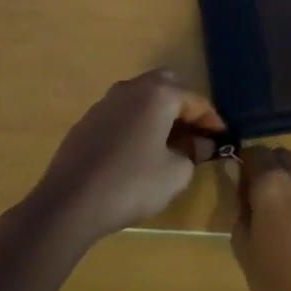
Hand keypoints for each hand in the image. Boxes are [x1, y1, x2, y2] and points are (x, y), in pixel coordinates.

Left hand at [31, 71, 225, 243]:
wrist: (68, 203)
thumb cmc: (131, 184)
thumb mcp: (176, 174)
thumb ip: (193, 154)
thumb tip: (197, 145)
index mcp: (158, 94)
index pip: (195, 100)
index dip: (212, 120)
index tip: (222, 137)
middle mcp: (131, 88)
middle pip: (166, 87)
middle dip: (182, 107)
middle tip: (192, 134)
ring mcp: (105, 102)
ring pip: (141, 99)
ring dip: (157, 115)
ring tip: (165, 145)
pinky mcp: (86, 121)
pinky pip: (121, 115)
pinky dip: (135, 126)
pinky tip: (135, 154)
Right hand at [231, 146, 290, 290]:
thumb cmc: (280, 290)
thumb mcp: (245, 249)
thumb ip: (240, 204)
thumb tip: (237, 174)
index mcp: (272, 182)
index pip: (255, 152)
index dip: (247, 167)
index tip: (244, 189)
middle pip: (282, 158)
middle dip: (272, 174)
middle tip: (267, 208)